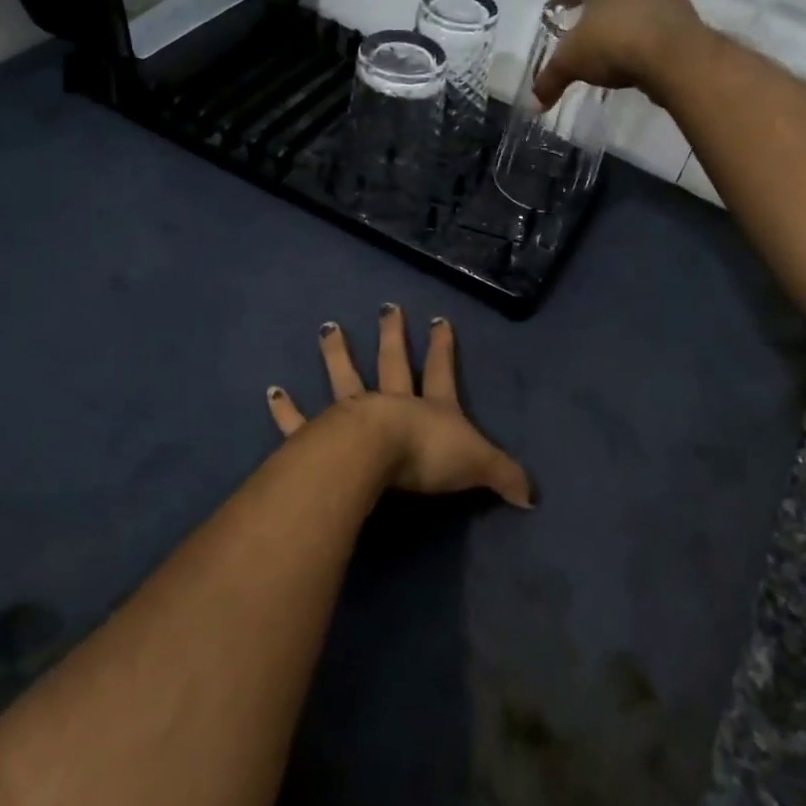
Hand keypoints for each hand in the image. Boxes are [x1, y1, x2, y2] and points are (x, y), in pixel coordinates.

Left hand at [266, 306, 534, 507]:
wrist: (377, 458)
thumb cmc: (428, 456)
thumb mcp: (478, 465)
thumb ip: (505, 477)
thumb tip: (534, 498)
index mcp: (428, 407)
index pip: (440, 372)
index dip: (442, 348)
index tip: (439, 320)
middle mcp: (390, 402)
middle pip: (392, 363)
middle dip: (392, 335)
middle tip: (387, 307)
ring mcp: (352, 414)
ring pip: (344, 377)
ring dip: (336, 353)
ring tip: (328, 328)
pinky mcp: (319, 435)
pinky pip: (298, 422)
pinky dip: (285, 408)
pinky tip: (271, 391)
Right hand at [532, 0, 708, 108]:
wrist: (678, 58)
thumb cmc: (615, 43)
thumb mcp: (572, 62)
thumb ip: (550, 80)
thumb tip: (533, 104)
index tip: (559, 6)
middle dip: (596, 5)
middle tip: (582, 27)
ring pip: (638, 4)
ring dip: (623, 21)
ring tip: (610, 47)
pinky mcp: (686, 22)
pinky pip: (658, 26)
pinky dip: (644, 38)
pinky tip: (635, 60)